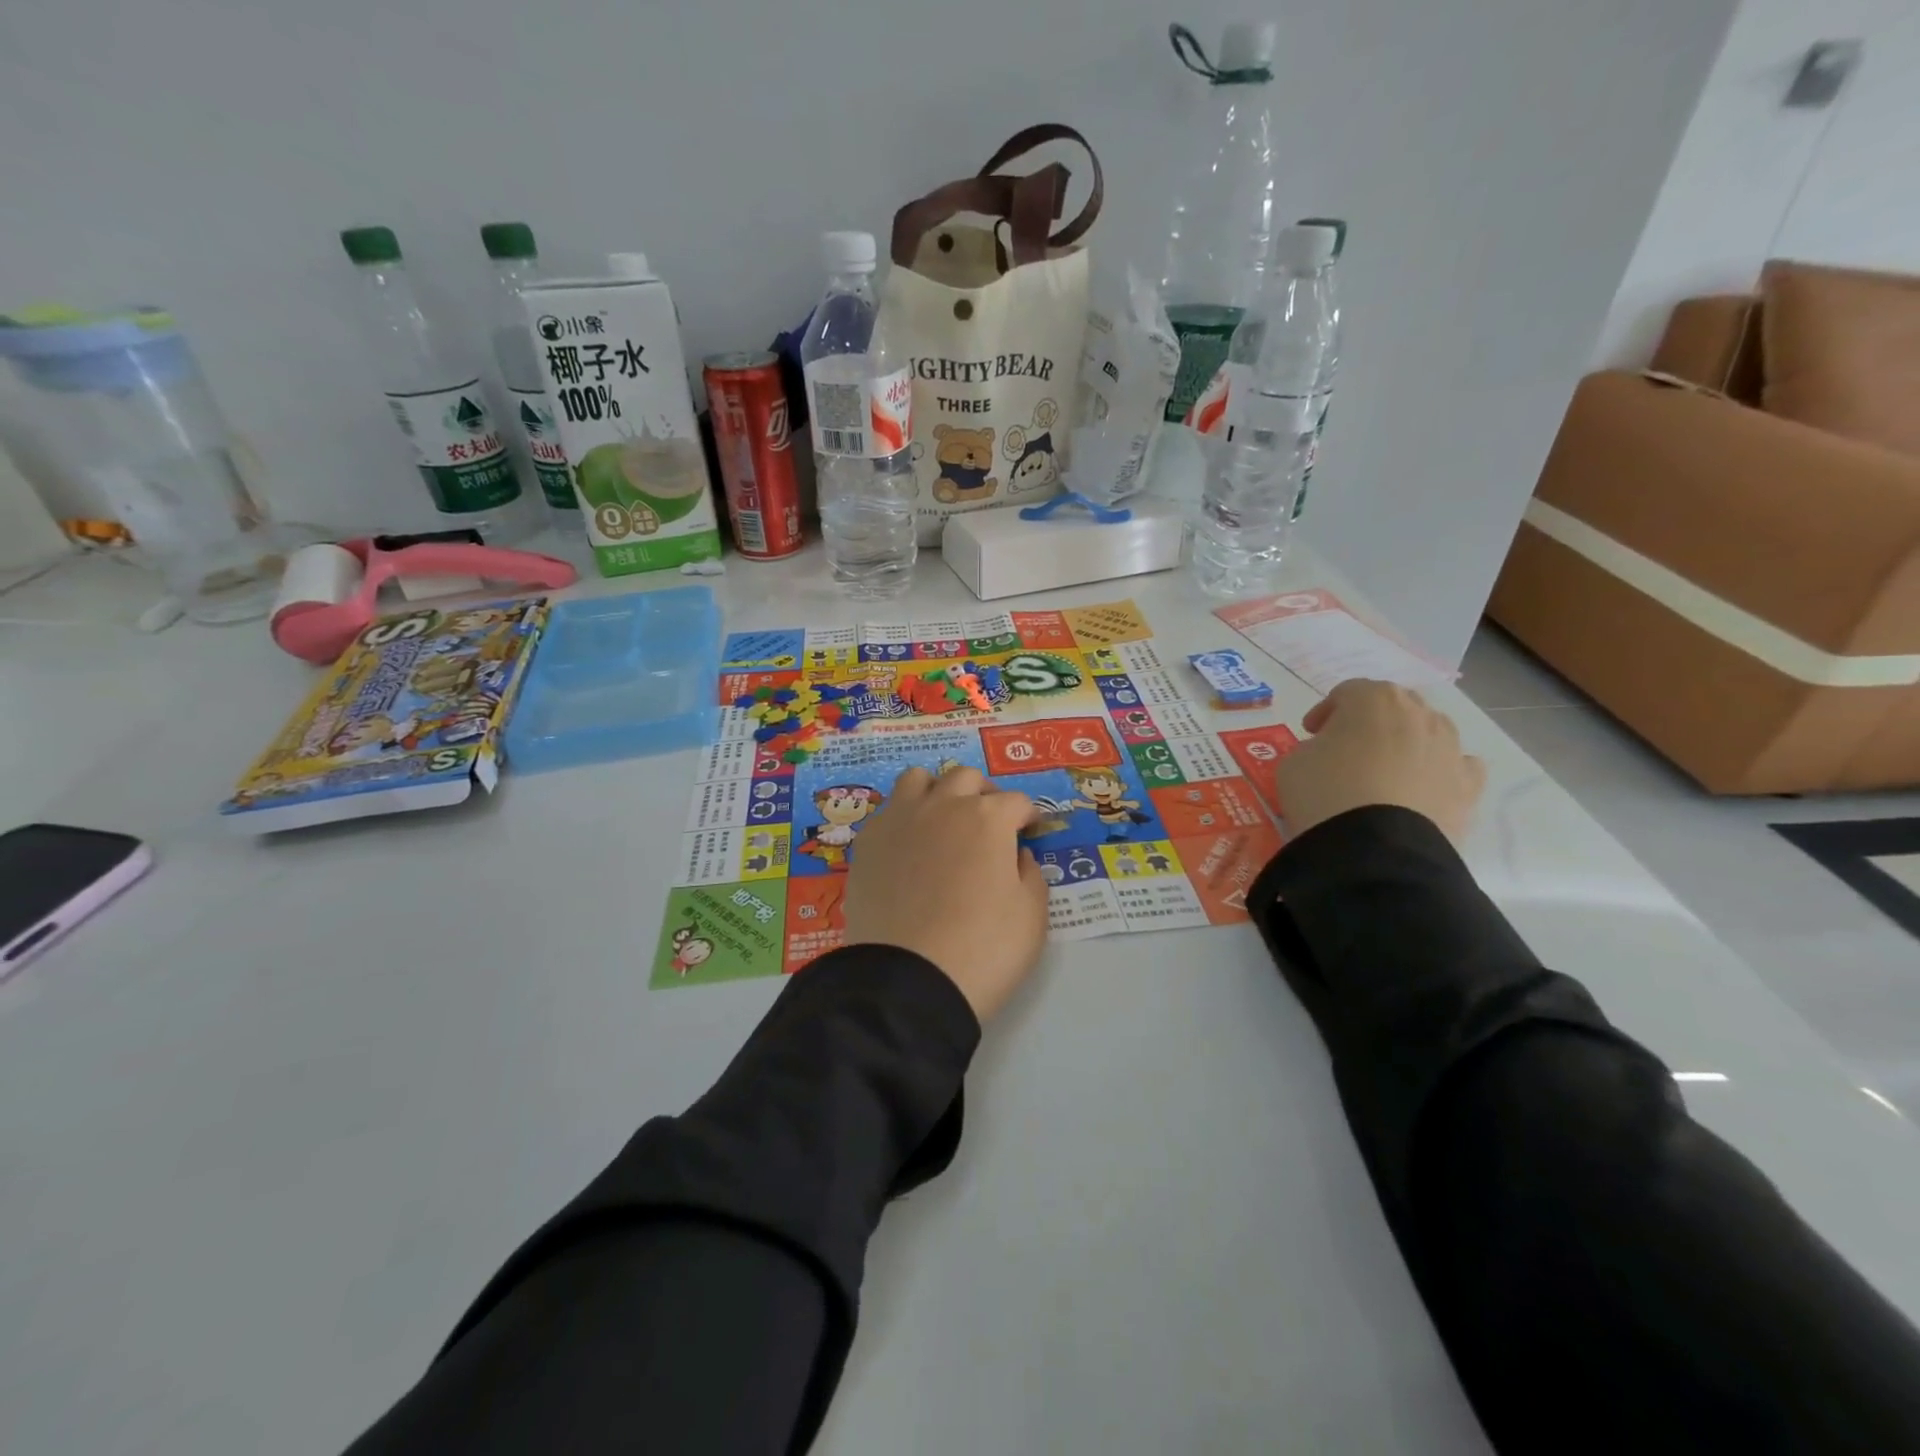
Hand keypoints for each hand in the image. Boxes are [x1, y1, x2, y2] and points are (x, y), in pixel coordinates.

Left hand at [843, 766, 1050, 1021]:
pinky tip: (909, 845)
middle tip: (988, 825)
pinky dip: (904, 816)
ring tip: (942, 820)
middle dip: (983, 795)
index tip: (1028, 833)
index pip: (1016, 802)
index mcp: (988, 818)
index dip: (1027, 817)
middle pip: (967, 778)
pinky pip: (888, 810)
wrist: (909, 981)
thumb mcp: (1032, 917)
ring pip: (918, 779)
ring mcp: (900, 819)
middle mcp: (943, 805)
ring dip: (937, 791)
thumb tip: (1018, 854)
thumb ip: (1031, 875)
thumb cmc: (983, 949)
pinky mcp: (868, 841)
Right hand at [1276, 679, 1486, 843]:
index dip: (1326, 711)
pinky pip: (1459, 766)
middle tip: (1346, 747)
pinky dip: (1441, 771)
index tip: (1311, 733)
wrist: (1373, 846)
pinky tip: (1423, 787)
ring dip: (1407, 743)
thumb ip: (1314, 747)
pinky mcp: (1469, 785)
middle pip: (1394, 705)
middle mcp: (1419, 714)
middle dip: (1370, 722)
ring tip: (1385, 771)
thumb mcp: (1294, 761)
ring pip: (1430, 732)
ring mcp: (1450, 748)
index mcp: (1373, 699)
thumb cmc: (1324, 792)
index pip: (1347, 692)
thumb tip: (1330, 754)